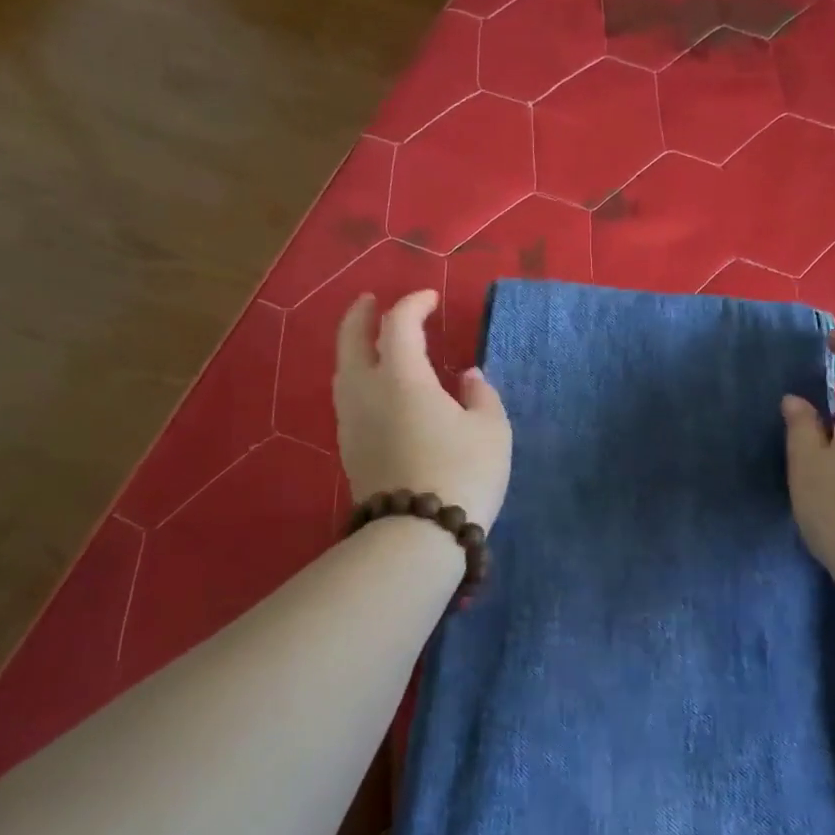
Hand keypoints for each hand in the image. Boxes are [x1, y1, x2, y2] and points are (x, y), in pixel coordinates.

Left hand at [334, 290, 512, 529]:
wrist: (418, 535)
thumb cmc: (462, 473)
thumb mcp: (491, 430)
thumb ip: (481, 395)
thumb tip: (468, 377)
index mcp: (402, 377)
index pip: (399, 324)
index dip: (413, 304)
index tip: (430, 299)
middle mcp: (367, 392)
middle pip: (352, 340)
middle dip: (360, 315)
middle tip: (369, 301)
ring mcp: (351, 422)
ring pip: (344, 371)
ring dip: (354, 348)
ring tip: (371, 344)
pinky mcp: (349, 450)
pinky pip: (348, 399)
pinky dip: (359, 379)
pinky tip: (377, 390)